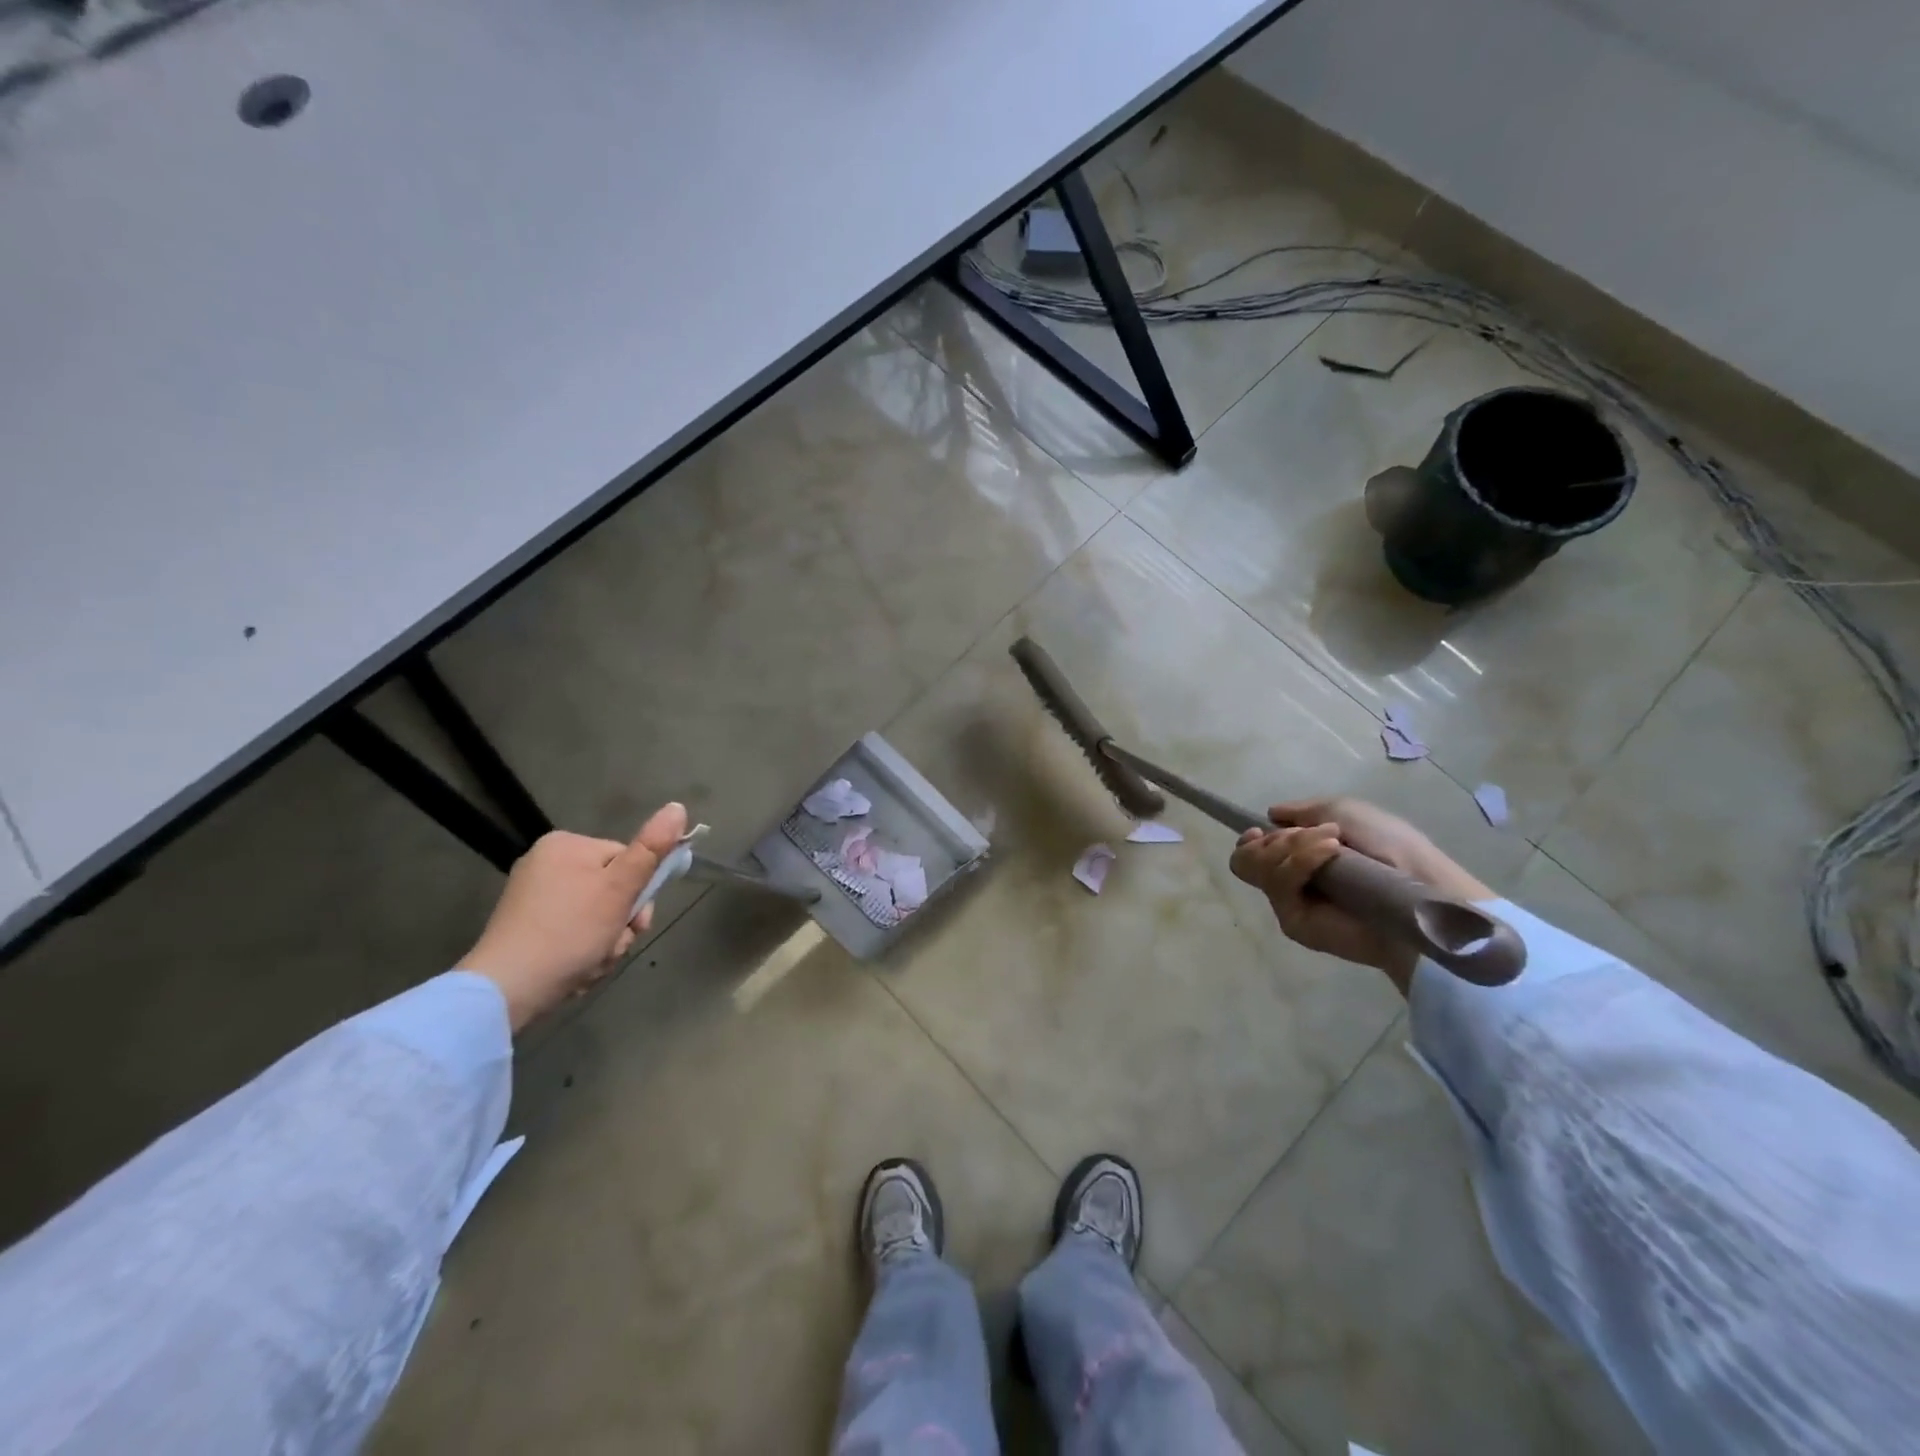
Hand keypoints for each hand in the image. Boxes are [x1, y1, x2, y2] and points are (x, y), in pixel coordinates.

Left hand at [461, 802, 688, 1031]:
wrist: (506, 990)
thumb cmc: (570, 931)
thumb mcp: (620, 888)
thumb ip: (651, 848)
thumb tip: (678, 807)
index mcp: (566, 845)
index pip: (627, 860)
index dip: (638, 893)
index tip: (637, 921)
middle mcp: (546, 863)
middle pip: (612, 889)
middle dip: (621, 923)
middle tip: (613, 946)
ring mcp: (532, 897)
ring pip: (596, 915)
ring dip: (606, 942)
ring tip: (593, 963)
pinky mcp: (525, 928)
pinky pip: (572, 932)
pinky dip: (582, 951)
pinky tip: (577, 969)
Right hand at [1229, 797, 1491, 992]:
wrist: (1416, 886)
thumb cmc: (1390, 845)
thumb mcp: (1344, 811)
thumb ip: (1302, 812)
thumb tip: (1270, 816)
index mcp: (1300, 857)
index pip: (1253, 851)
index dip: (1250, 839)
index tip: (1258, 830)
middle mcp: (1290, 881)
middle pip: (1245, 858)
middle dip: (1273, 840)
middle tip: (1308, 836)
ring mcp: (1289, 902)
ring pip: (1254, 866)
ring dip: (1292, 846)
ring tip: (1332, 845)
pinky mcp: (1293, 921)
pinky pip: (1277, 884)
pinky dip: (1301, 861)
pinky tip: (1330, 855)